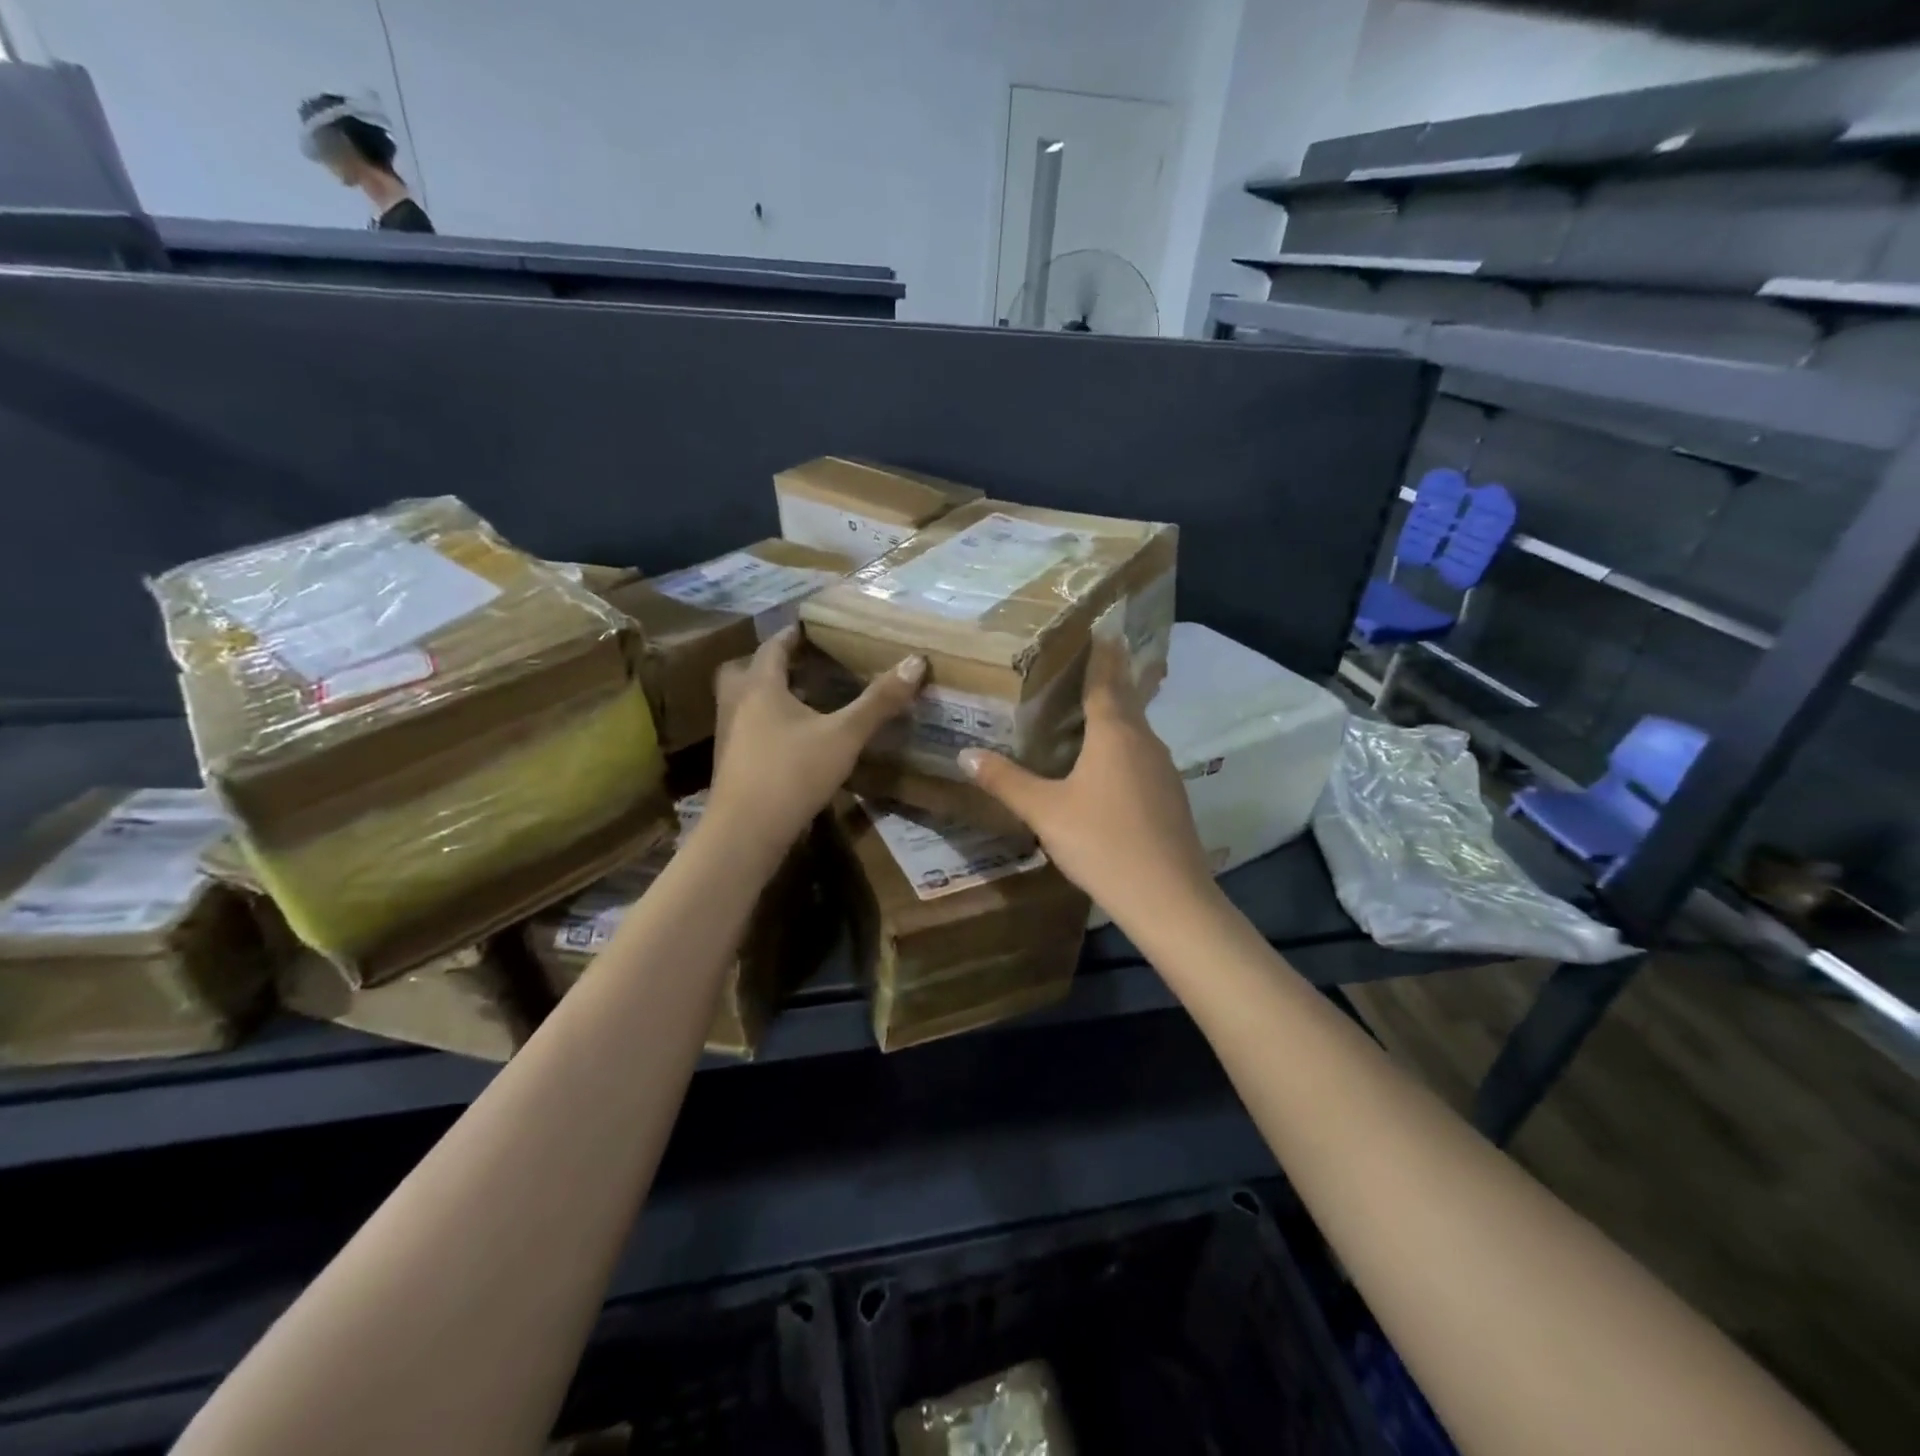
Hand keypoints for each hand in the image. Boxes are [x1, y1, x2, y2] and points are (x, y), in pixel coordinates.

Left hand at [707, 626, 925, 851]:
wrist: (745, 832)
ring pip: (742, 701)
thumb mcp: (844, 736)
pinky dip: (764, 723)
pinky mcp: (731, 764)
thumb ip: (879, 701)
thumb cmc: (793, 773)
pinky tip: (790, 739)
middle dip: (769, 663)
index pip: (773, 647)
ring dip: (764, 694)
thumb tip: (916, 661)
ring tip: (798, 698)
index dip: (792, 635)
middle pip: (745, 671)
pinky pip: (746, 729)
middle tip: (797, 663)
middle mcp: (736, 704)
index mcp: (760, 686)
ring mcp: (728, 735)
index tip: (809, 628)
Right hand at [958, 639, 1213, 923]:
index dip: (1100, 652)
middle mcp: (1144, 740)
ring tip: (1086, 709)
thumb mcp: (1045, 812)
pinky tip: (1105, 764)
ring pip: (1135, 729)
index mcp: (1114, 732)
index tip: (1098, 627)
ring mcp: (1163, 768)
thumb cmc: (1102, 842)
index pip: (1105, 678)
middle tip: (1084, 661)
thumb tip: (965, 755)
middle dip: (1108, 677)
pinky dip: (1122, 745)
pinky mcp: (1170, 795)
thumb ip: (1006, 781)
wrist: (1168, 897)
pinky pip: (1141, 755)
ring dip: (1115, 713)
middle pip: (1125, 698)